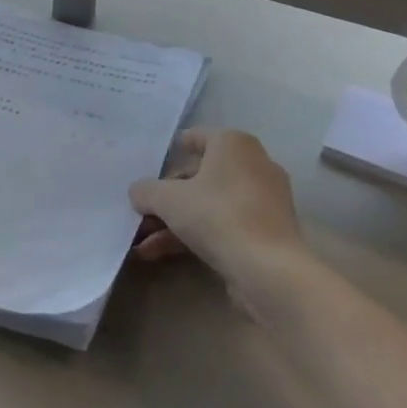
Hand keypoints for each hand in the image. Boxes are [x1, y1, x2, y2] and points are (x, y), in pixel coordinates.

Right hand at [129, 128, 302, 283]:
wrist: (268, 269)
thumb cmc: (217, 215)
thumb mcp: (168, 199)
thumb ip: (146, 191)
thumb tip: (138, 192)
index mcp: (233, 144)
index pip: (197, 137)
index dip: (171, 150)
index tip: (150, 164)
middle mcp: (252, 165)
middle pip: (199, 176)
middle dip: (166, 197)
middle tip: (140, 212)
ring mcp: (261, 201)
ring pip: (208, 205)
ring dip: (173, 222)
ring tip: (141, 242)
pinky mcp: (264, 232)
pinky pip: (222, 225)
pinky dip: (193, 236)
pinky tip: (158, 254)